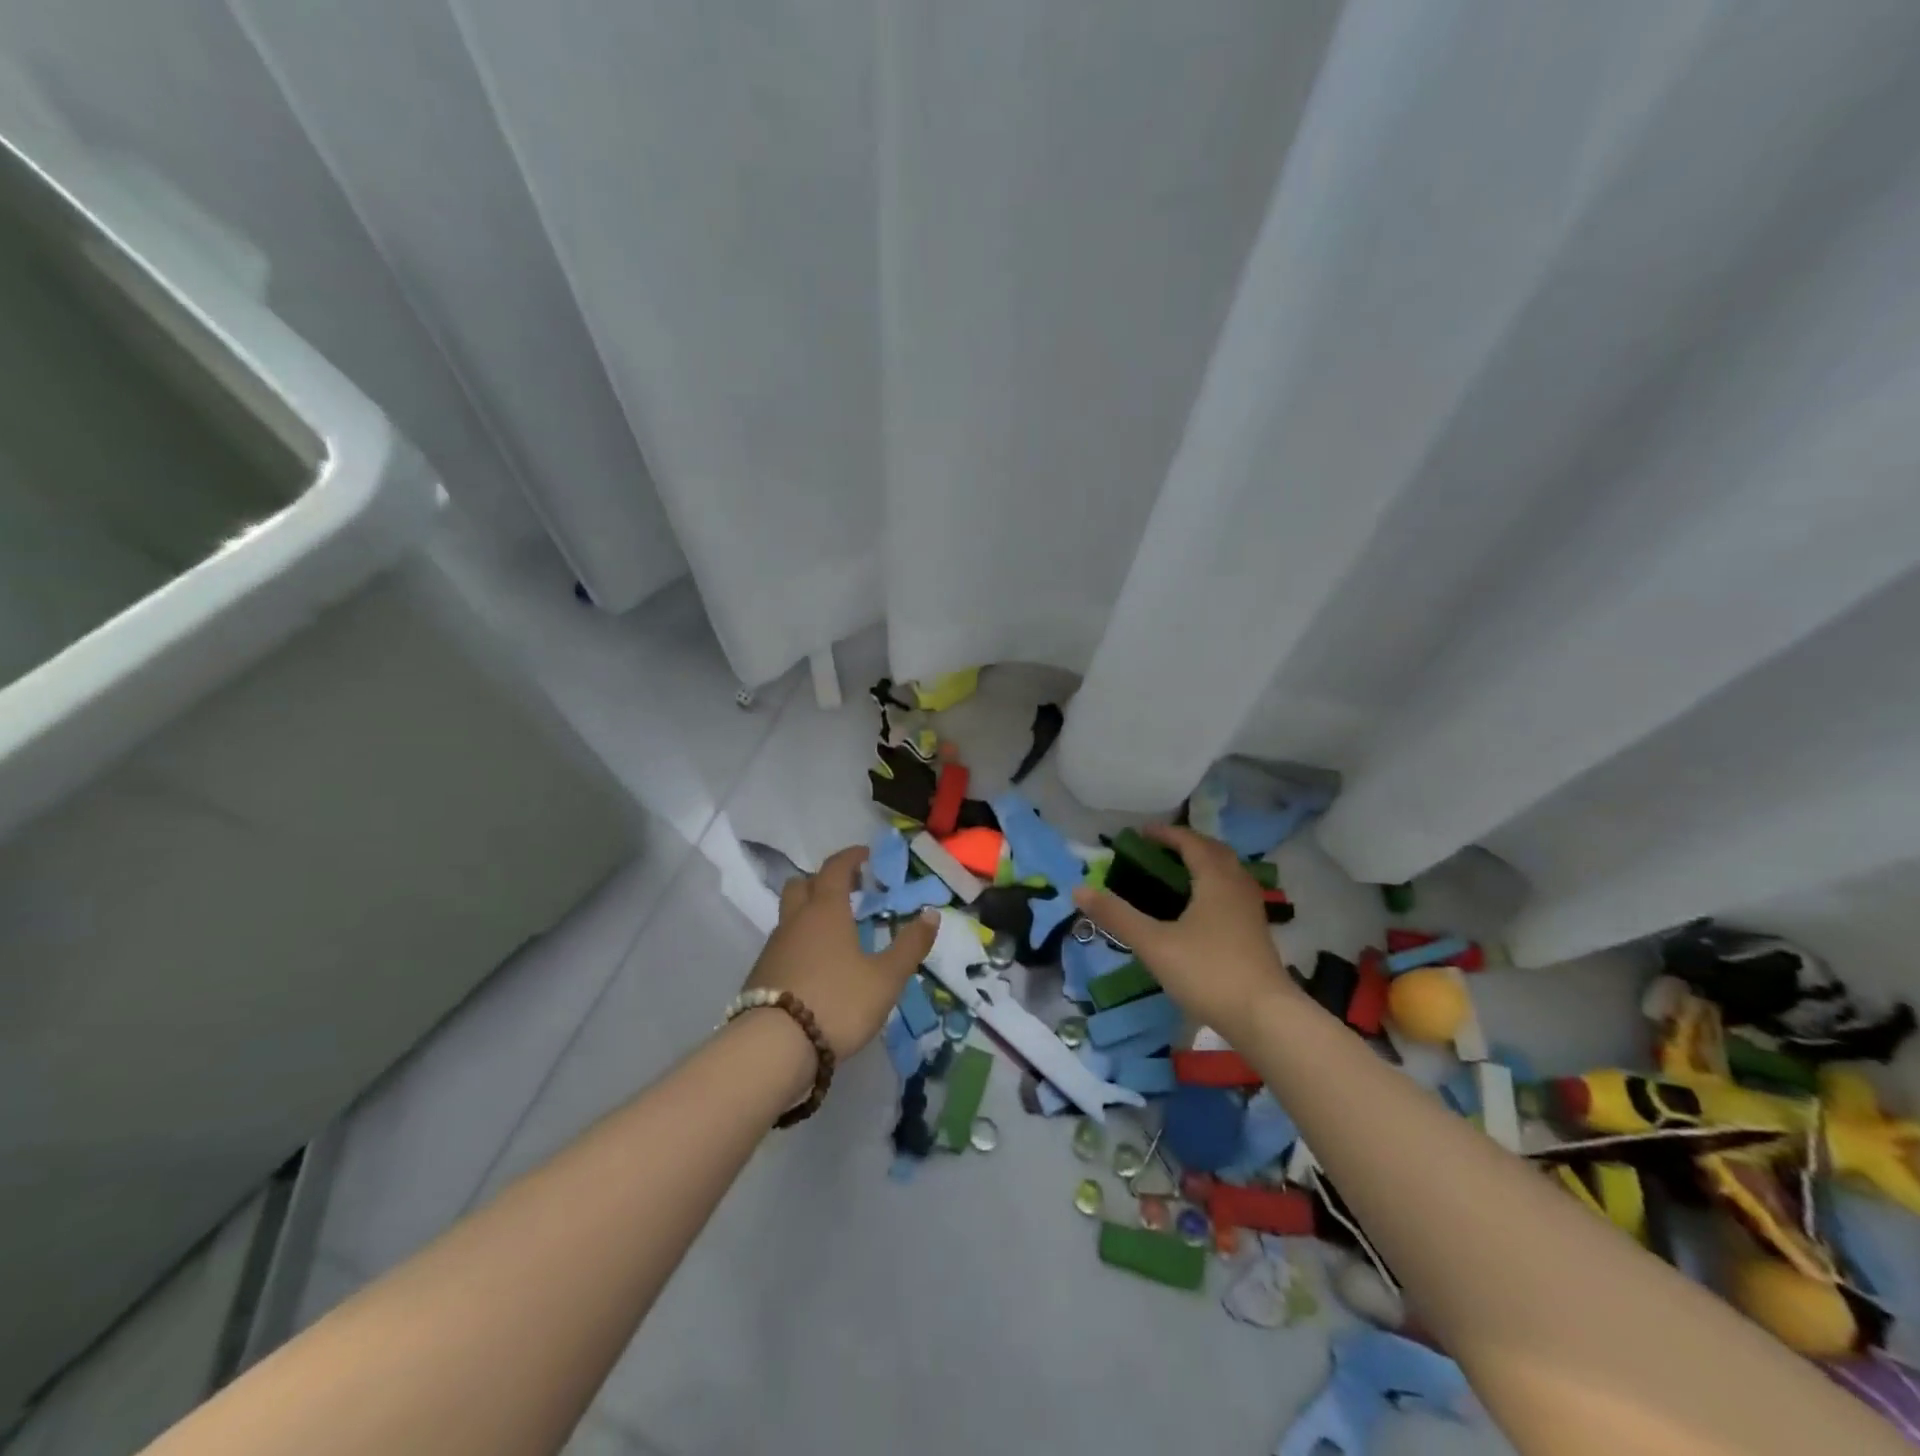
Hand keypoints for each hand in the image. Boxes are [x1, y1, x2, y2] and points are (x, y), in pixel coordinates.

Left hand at [743, 845, 937, 1056]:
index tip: (865, 855)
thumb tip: (932, 913)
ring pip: (789, 915)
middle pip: (801, 884)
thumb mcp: (886, 977)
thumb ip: (910, 945)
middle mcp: (795, 920)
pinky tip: (815, 965)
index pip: (835, 869)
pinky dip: (799, 941)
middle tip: (847, 890)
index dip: (851, 857)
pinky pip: (783, 944)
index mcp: (826, 911)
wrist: (773, 1047)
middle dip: (823, 880)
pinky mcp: (760, 975)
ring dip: (809, 912)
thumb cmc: (838, 1002)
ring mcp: (773, 947)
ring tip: (834, 931)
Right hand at [1072, 824, 1294, 1036]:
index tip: (1140, 834)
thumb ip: (1116, 916)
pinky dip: (1212, 887)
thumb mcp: (1154, 943)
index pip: (1191, 842)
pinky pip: (1232, 894)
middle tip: (1159, 850)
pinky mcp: (1256, 933)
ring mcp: (1251, 911)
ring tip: (1176, 875)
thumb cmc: (1207, 972)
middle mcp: (1238, 886)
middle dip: (1187, 845)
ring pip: (1228, 873)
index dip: (1165, 834)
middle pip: (1214, 852)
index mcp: (1216, 879)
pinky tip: (1197, 910)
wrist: (1265, 1018)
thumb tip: (1079, 889)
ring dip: (1203, 865)